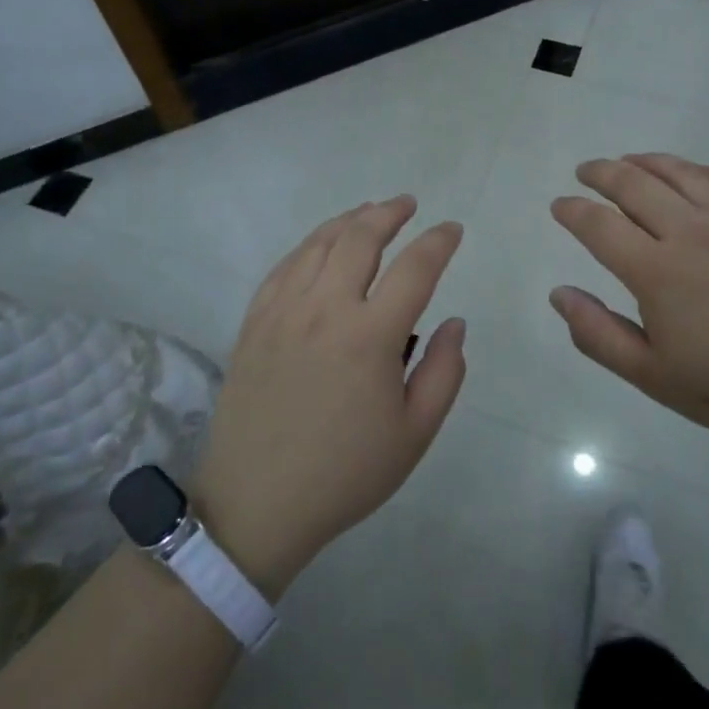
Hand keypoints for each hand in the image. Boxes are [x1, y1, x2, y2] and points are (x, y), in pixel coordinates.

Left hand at [193, 197, 465, 596]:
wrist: (257, 503)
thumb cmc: (345, 473)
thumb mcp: (414, 433)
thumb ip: (445, 372)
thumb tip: (455, 322)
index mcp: (370, 336)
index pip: (415, 269)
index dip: (439, 242)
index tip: (452, 230)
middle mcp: (325, 309)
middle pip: (360, 239)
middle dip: (390, 213)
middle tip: (409, 205)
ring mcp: (283, 312)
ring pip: (318, 244)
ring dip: (349, 220)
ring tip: (369, 212)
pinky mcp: (254, 323)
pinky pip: (284, 267)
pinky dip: (309, 245)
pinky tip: (320, 245)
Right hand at [549, 153, 708, 456]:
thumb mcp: (653, 377)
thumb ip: (598, 334)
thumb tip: (559, 294)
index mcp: (657, 271)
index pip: (599, 225)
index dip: (572, 211)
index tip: (559, 206)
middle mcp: (691, 231)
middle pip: (634, 184)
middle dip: (601, 173)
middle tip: (585, 172)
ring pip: (679, 172)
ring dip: (645, 161)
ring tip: (628, 162)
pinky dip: (699, 169)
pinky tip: (691, 173)